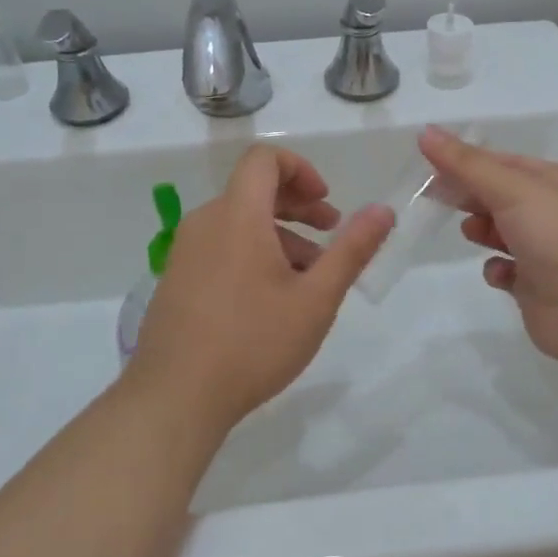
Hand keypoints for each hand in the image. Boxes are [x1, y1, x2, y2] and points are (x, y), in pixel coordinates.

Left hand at [127, 144, 393, 427]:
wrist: (175, 397)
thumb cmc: (253, 342)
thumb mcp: (316, 298)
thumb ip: (352, 249)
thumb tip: (383, 210)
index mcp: (237, 214)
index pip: (264, 159)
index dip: (300, 169)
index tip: (326, 202)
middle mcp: (206, 221)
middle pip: (254, 190)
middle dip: (298, 205)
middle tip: (331, 234)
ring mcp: (185, 251)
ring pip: (239, 222)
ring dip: (279, 235)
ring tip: (308, 278)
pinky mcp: (176, 278)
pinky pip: (220, 246)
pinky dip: (252, 253)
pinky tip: (271, 300)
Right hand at [419, 127, 557, 367]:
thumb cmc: (557, 236)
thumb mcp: (511, 189)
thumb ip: (466, 164)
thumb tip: (425, 132)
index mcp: (557, 182)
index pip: (504, 163)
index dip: (467, 162)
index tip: (430, 166)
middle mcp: (554, 213)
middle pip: (500, 196)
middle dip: (470, 195)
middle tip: (433, 197)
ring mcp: (547, 251)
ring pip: (502, 232)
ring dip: (482, 230)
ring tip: (470, 233)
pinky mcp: (538, 285)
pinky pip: (507, 270)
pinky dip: (497, 269)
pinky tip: (498, 272)